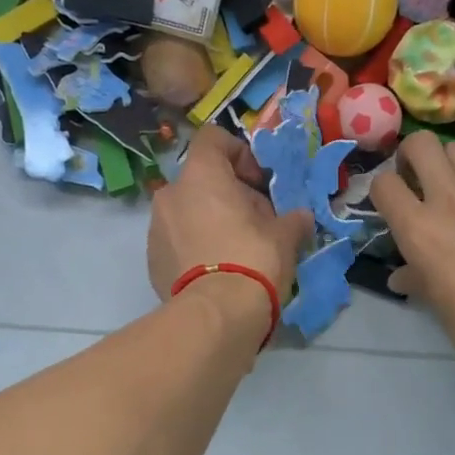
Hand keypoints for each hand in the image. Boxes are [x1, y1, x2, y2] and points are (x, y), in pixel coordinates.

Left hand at [149, 125, 312, 302]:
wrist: (216, 315)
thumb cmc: (253, 260)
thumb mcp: (284, 236)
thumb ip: (292, 219)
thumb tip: (301, 217)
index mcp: (201, 175)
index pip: (213, 138)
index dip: (239, 153)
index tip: (259, 183)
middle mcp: (170, 193)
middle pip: (202, 180)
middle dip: (228, 195)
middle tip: (255, 222)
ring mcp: (156, 228)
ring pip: (187, 211)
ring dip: (210, 221)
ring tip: (236, 250)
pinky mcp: (152, 260)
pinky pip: (177, 241)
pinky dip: (195, 247)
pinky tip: (217, 272)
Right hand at [370, 131, 454, 374]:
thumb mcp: (434, 302)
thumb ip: (415, 277)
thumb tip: (404, 276)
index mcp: (418, 227)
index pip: (383, 183)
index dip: (381, 191)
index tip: (388, 205)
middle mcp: (449, 199)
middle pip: (422, 143)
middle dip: (411, 155)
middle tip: (415, 179)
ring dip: (447, 163)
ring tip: (449, 189)